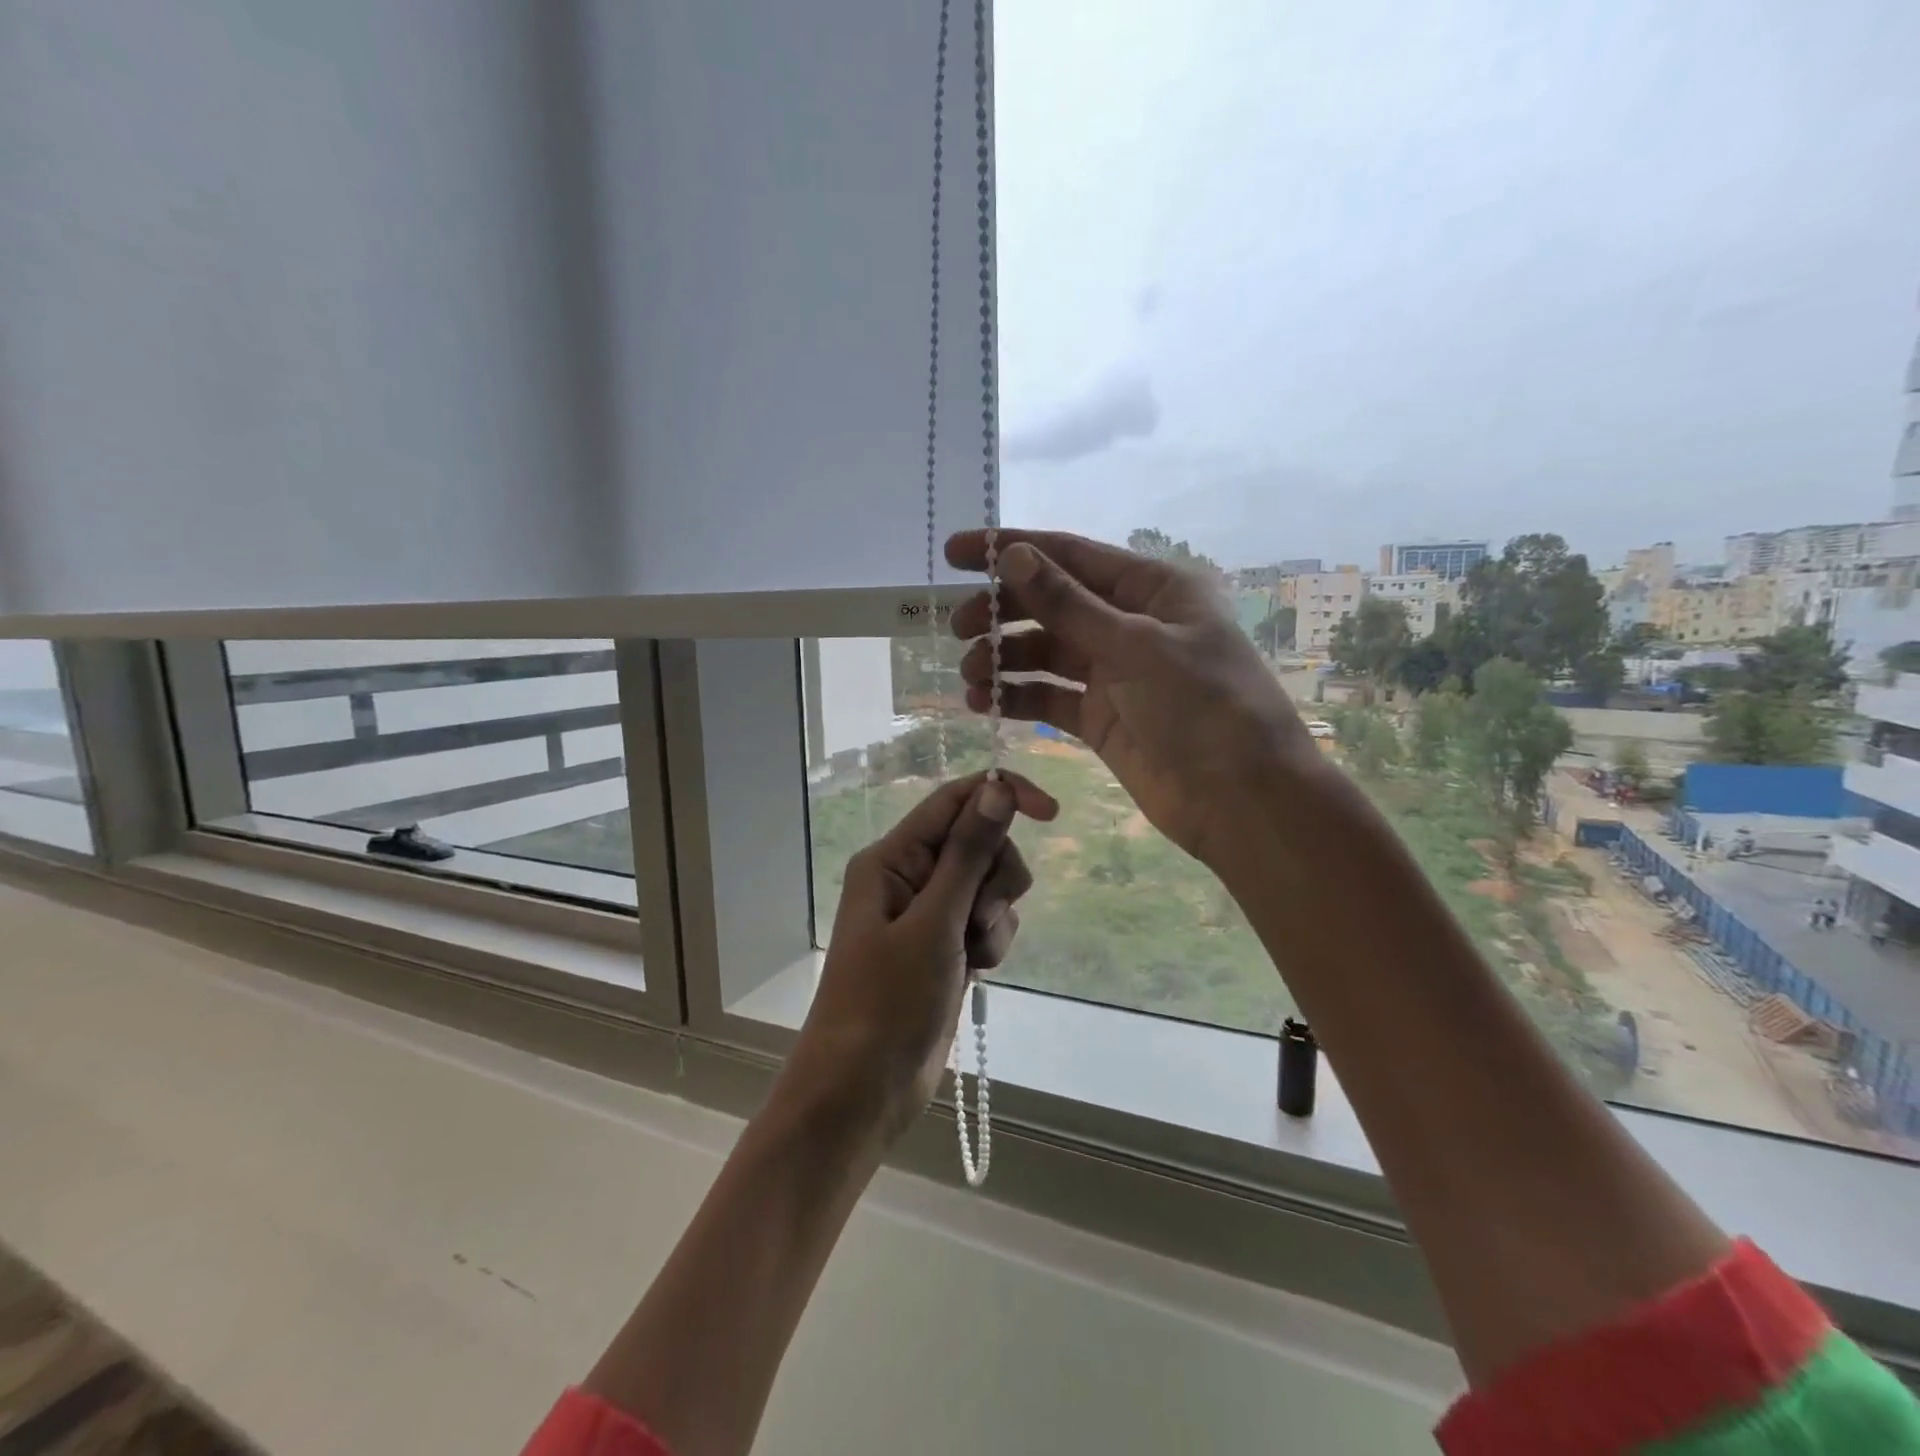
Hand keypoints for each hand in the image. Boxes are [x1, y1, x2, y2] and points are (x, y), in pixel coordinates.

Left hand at [780, 770, 1057, 1143]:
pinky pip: (987, 920)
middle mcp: (909, 876)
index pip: (955, 800)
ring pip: (989, 884)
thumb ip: (967, 854)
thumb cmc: (887, 1004)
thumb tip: (997, 787)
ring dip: (995, 916)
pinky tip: (976, 971)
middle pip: (980, 842)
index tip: (1052, 813)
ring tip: (973, 954)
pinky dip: (993, 941)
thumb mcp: (934, 924)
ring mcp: (929, 913)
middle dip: (995, 877)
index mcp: (893, 858)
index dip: (1003, 794)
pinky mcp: (947, 945)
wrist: (864, 1091)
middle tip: (977, 919)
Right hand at [946, 529, 1315, 866]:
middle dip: (1002, 611)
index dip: (1011, 550)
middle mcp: (1130, 623)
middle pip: (1051, 603)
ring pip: (1045, 652)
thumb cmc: (1204, 708)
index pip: (1069, 555)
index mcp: (1151, 588)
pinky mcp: (1100, 717)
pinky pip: (1049, 696)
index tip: (955, 552)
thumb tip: (1015, 555)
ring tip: (970, 675)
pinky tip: (986, 702)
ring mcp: (1114, 672)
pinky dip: (1017, 696)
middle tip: (959, 628)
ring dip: (1004, 658)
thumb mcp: (1136, 647)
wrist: (1242, 801)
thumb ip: (1070, 604)